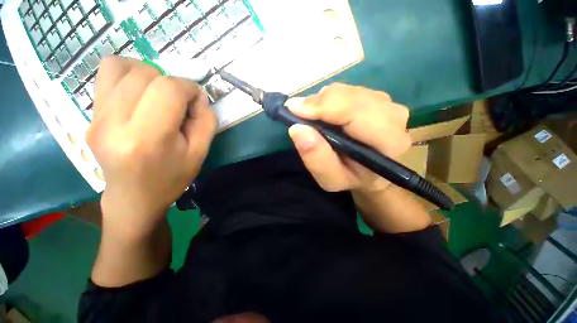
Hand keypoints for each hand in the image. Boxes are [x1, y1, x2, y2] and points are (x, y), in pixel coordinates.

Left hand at [87, 57, 216, 237]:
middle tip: (180, 102)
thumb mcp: (200, 153)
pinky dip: (128, 74)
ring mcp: (96, 118)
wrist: (134, 197)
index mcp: (148, 138)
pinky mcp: (89, 116)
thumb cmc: (171, 178)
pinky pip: (105, 75)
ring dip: (149, 74)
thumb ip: (206, 121)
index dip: (189, 88)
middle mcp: (115, 123)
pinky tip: (140, 91)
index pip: (168, 89)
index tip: (197, 101)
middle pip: (146, 75)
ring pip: (121, 67)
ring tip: (159, 93)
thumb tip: (198, 96)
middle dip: (172, 82)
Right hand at [287, 83, 410, 194]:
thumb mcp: (330, 179)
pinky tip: (324, 113)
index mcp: (388, 141)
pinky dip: (329, 99)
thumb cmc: (350, 178)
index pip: (356, 112)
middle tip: (298, 113)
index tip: (294, 109)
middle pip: (351, 96)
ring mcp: (387, 104)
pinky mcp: (377, 98)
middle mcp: (394, 117)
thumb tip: (298, 128)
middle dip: (319, 103)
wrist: (368, 172)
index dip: (323, 107)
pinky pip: (348, 90)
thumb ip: (316, 158)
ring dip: (323, 101)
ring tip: (311, 116)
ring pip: (347, 90)